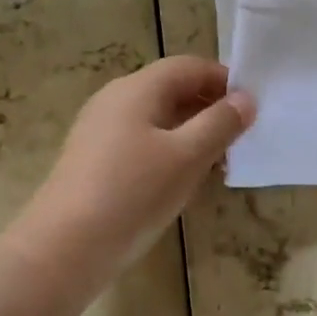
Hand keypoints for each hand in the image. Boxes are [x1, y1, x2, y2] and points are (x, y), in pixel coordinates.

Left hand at [15, 56, 254, 291]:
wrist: (63, 249)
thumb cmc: (132, 194)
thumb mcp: (187, 157)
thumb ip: (220, 124)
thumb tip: (246, 99)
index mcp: (137, 88)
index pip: (189, 66)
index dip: (224, 80)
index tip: (252, 107)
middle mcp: (115, 99)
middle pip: (171, 89)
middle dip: (209, 108)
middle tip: (241, 138)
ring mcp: (100, 130)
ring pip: (157, 118)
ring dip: (191, 132)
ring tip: (218, 163)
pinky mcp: (94, 159)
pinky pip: (140, 141)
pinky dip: (168, 151)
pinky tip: (182, 181)